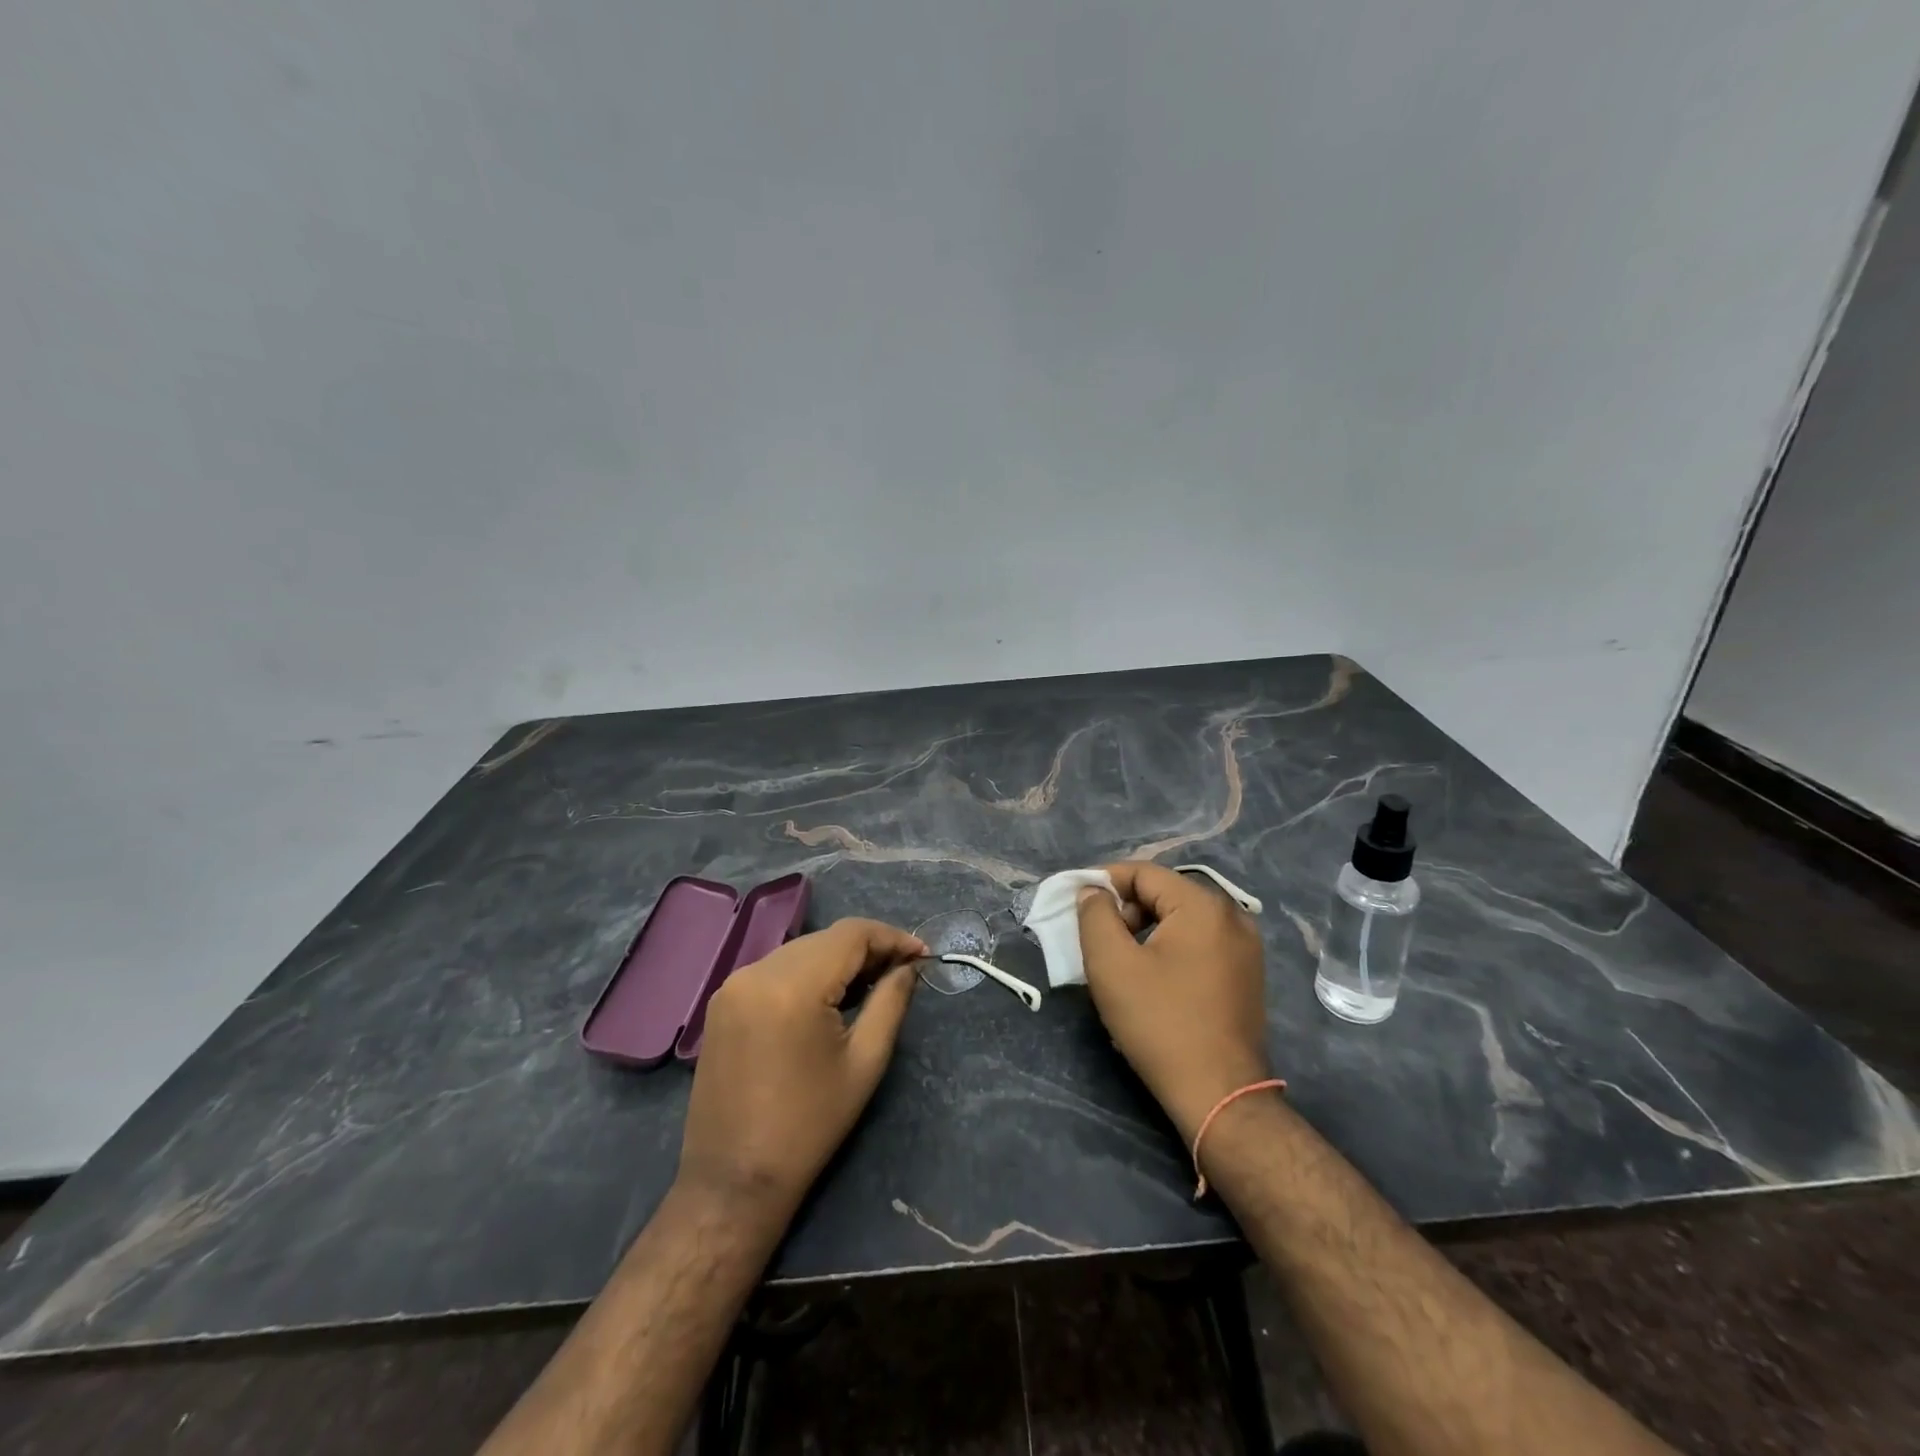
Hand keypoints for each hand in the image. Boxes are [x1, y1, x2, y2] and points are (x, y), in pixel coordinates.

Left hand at [677, 918, 925, 1217]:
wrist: (734, 1179)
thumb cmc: (810, 1125)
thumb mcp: (865, 1061)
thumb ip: (891, 1001)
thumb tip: (909, 966)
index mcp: (793, 986)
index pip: (851, 934)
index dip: (891, 937)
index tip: (922, 955)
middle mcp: (757, 971)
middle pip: (825, 939)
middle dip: (867, 948)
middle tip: (902, 971)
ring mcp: (734, 984)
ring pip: (800, 950)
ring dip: (838, 959)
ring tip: (870, 984)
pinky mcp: (723, 1001)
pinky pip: (776, 968)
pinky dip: (808, 972)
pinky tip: (828, 997)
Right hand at [1077, 862, 1271, 1142]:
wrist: (1219, 1095)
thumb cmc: (1160, 1023)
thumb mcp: (1111, 964)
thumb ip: (1095, 915)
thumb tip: (1093, 892)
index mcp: (1203, 906)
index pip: (1144, 872)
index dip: (1104, 882)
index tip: (1077, 903)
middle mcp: (1232, 916)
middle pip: (1164, 893)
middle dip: (1125, 908)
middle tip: (1099, 939)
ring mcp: (1245, 947)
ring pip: (1181, 919)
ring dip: (1145, 929)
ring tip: (1121, 961)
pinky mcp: (1246, 974)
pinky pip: (1199, 942)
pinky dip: (1169, 947)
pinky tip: (1152, 978)